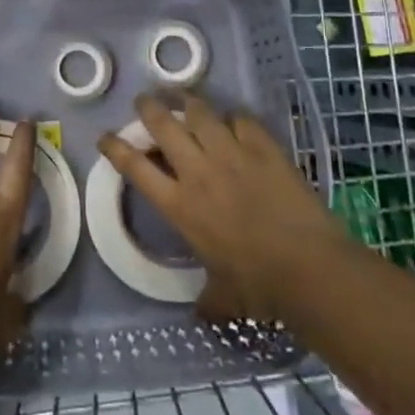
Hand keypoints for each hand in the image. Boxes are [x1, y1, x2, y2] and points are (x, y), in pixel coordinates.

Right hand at [96, 92, 339, 325]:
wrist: (308, 267)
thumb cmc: (258, 286)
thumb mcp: (222, 297)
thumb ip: (207, 301)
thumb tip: (202, 315)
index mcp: (179, 205)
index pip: (135, 167)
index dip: (115, 147)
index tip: (105, 137)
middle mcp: (198, 171)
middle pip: (163, 124)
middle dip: (148, 107)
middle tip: (144, 100)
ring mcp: (231, 154)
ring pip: (200, 113)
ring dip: (188, 103)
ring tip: (184, 99)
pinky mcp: (263, 147)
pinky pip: (241, 119)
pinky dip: (233, 118)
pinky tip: (234, 121)